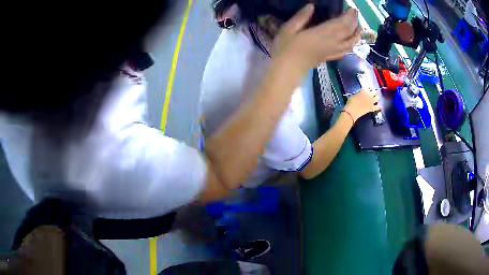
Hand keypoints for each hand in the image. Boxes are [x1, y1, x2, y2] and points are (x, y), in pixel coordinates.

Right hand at [273, 5, 360, 70]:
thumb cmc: (285, 49)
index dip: (349, 16)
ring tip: (358, 27)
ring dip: (357, 35)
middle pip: (349, 33)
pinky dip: (351, 46)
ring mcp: (332, 52)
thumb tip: (311, 6)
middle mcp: (331, 43)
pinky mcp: (329, 57)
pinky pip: (344, 52)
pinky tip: (351, 43)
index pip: (342, 24)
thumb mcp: (288, 29)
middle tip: (355, 14)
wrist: (287, 70)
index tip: (352, 9)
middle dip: (355, 22)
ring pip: (350, 44)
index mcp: (322, 34)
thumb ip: (301, 17)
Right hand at [344, 89, 380, 121]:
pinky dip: (379, 107)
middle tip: (373, 93)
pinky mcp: (372, 108)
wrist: (352, 111)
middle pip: (374, 92)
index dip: (368, 89)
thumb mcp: (354, 95)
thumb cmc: (351, 102)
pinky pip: (377, 107)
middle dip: (374, 92)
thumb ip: (359, 93)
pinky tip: (380, 107)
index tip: (368, 89)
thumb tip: (361, 94)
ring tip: (376, 98)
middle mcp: (369, 95)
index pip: (368, 88)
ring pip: (377, 98)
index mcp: (364, 90)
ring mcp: (371, 101)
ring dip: (377, 97)